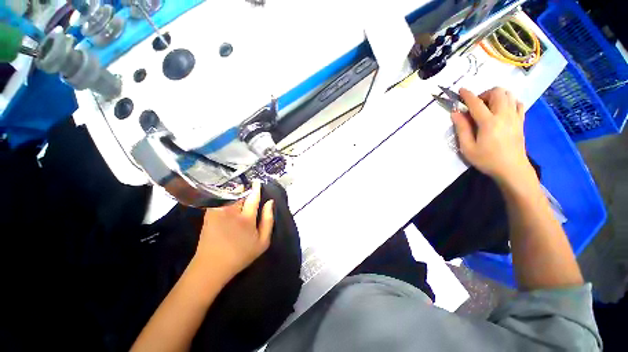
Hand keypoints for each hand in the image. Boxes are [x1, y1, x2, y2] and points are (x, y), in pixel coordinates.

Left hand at [192, 181, 273, 282]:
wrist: (212, 266)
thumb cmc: (241, 255)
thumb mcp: (262, 242)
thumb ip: (268, 220)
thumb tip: (270, 203)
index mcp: (246, 218)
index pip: (253, 198)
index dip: (256, 188)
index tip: (257, 181)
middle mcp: (232, 212)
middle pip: (240, 194)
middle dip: (244, 189)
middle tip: (248, 188)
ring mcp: (218, 212)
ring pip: (229, 195)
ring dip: (235, 192)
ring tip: (239, 191)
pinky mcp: (209, 214)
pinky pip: (220, 199)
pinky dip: (225, 196)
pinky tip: (228, 199)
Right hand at [451, 87, 532, 183]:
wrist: (512, 169)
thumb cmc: (487, 160)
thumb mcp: (467, 148)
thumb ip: (461, 129)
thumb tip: (455, 113)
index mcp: (489, 122)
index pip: (476, 103)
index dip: (467, 95)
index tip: (461, 90)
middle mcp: (504, 115)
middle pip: (498, 92)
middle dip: (485, 94)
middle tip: (476, 105)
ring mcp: (515, 117)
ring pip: (509, 95)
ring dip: (497, 96)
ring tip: (488, 107)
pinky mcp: (521, 121)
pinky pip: (518, 103)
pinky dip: (509, 102)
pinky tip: (502, 110)